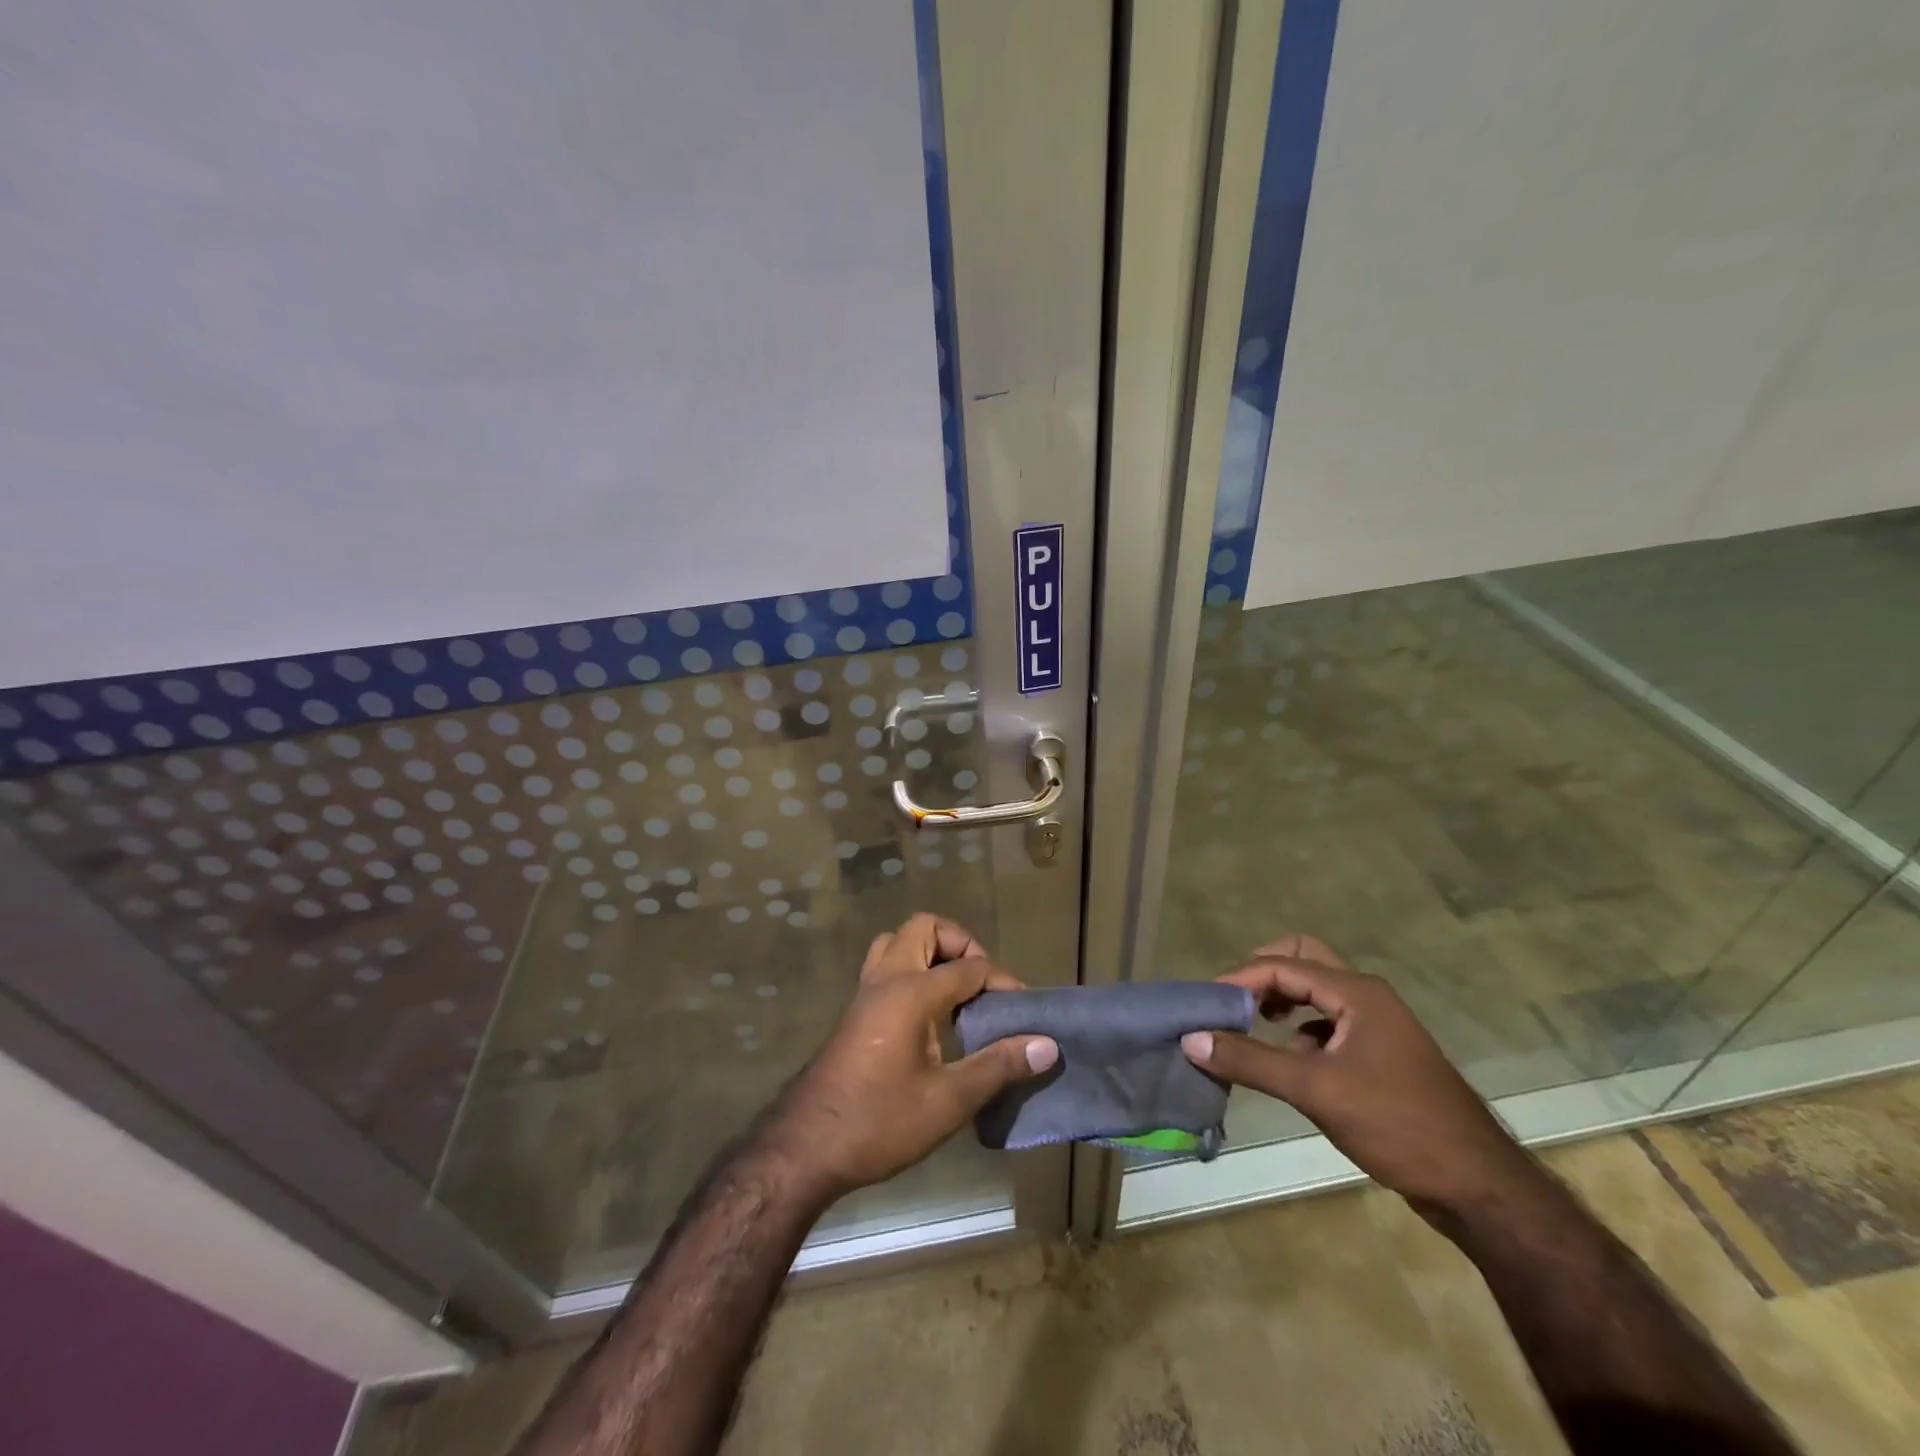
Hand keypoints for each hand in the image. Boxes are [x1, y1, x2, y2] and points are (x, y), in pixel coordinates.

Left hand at [760, 913, 1058, 1200]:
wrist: (806, 1148)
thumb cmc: (879, 1122)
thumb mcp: (949, 1101)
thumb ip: (998, 1066)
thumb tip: (1047, 1045)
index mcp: (911, 992)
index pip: (969, 967)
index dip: (1002, 981)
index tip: (1024, 1009)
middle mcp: (886, 979)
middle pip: (926, 928)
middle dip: (960, 944)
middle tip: (981, 984)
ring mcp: (865, 992)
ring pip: (899, 942)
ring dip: (931, 953)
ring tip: (956, 992)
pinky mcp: (856, 1011)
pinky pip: (886, 966)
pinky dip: (913, 970)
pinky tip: (929, 1015)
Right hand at [1181, 934, 1536, 1213]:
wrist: (1477, 1186)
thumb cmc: (1396, 1125)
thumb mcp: (1315, 1089)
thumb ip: (1251, 1060)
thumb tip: (1192, 1039)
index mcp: (1356, 992)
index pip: (1284, 966)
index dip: (1240, 979)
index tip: (1206, 1002)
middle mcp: (1367, 997)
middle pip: (1304, 960)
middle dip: (1264, 974)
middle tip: (1233, 1001)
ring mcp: (1377, 1025)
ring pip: (1317, 992)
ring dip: (1282, 1001)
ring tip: (1253, 1027)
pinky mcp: (1380, 1054)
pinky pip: (1329, 1022)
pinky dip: (1301, 1030)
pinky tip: (1291, 1062)